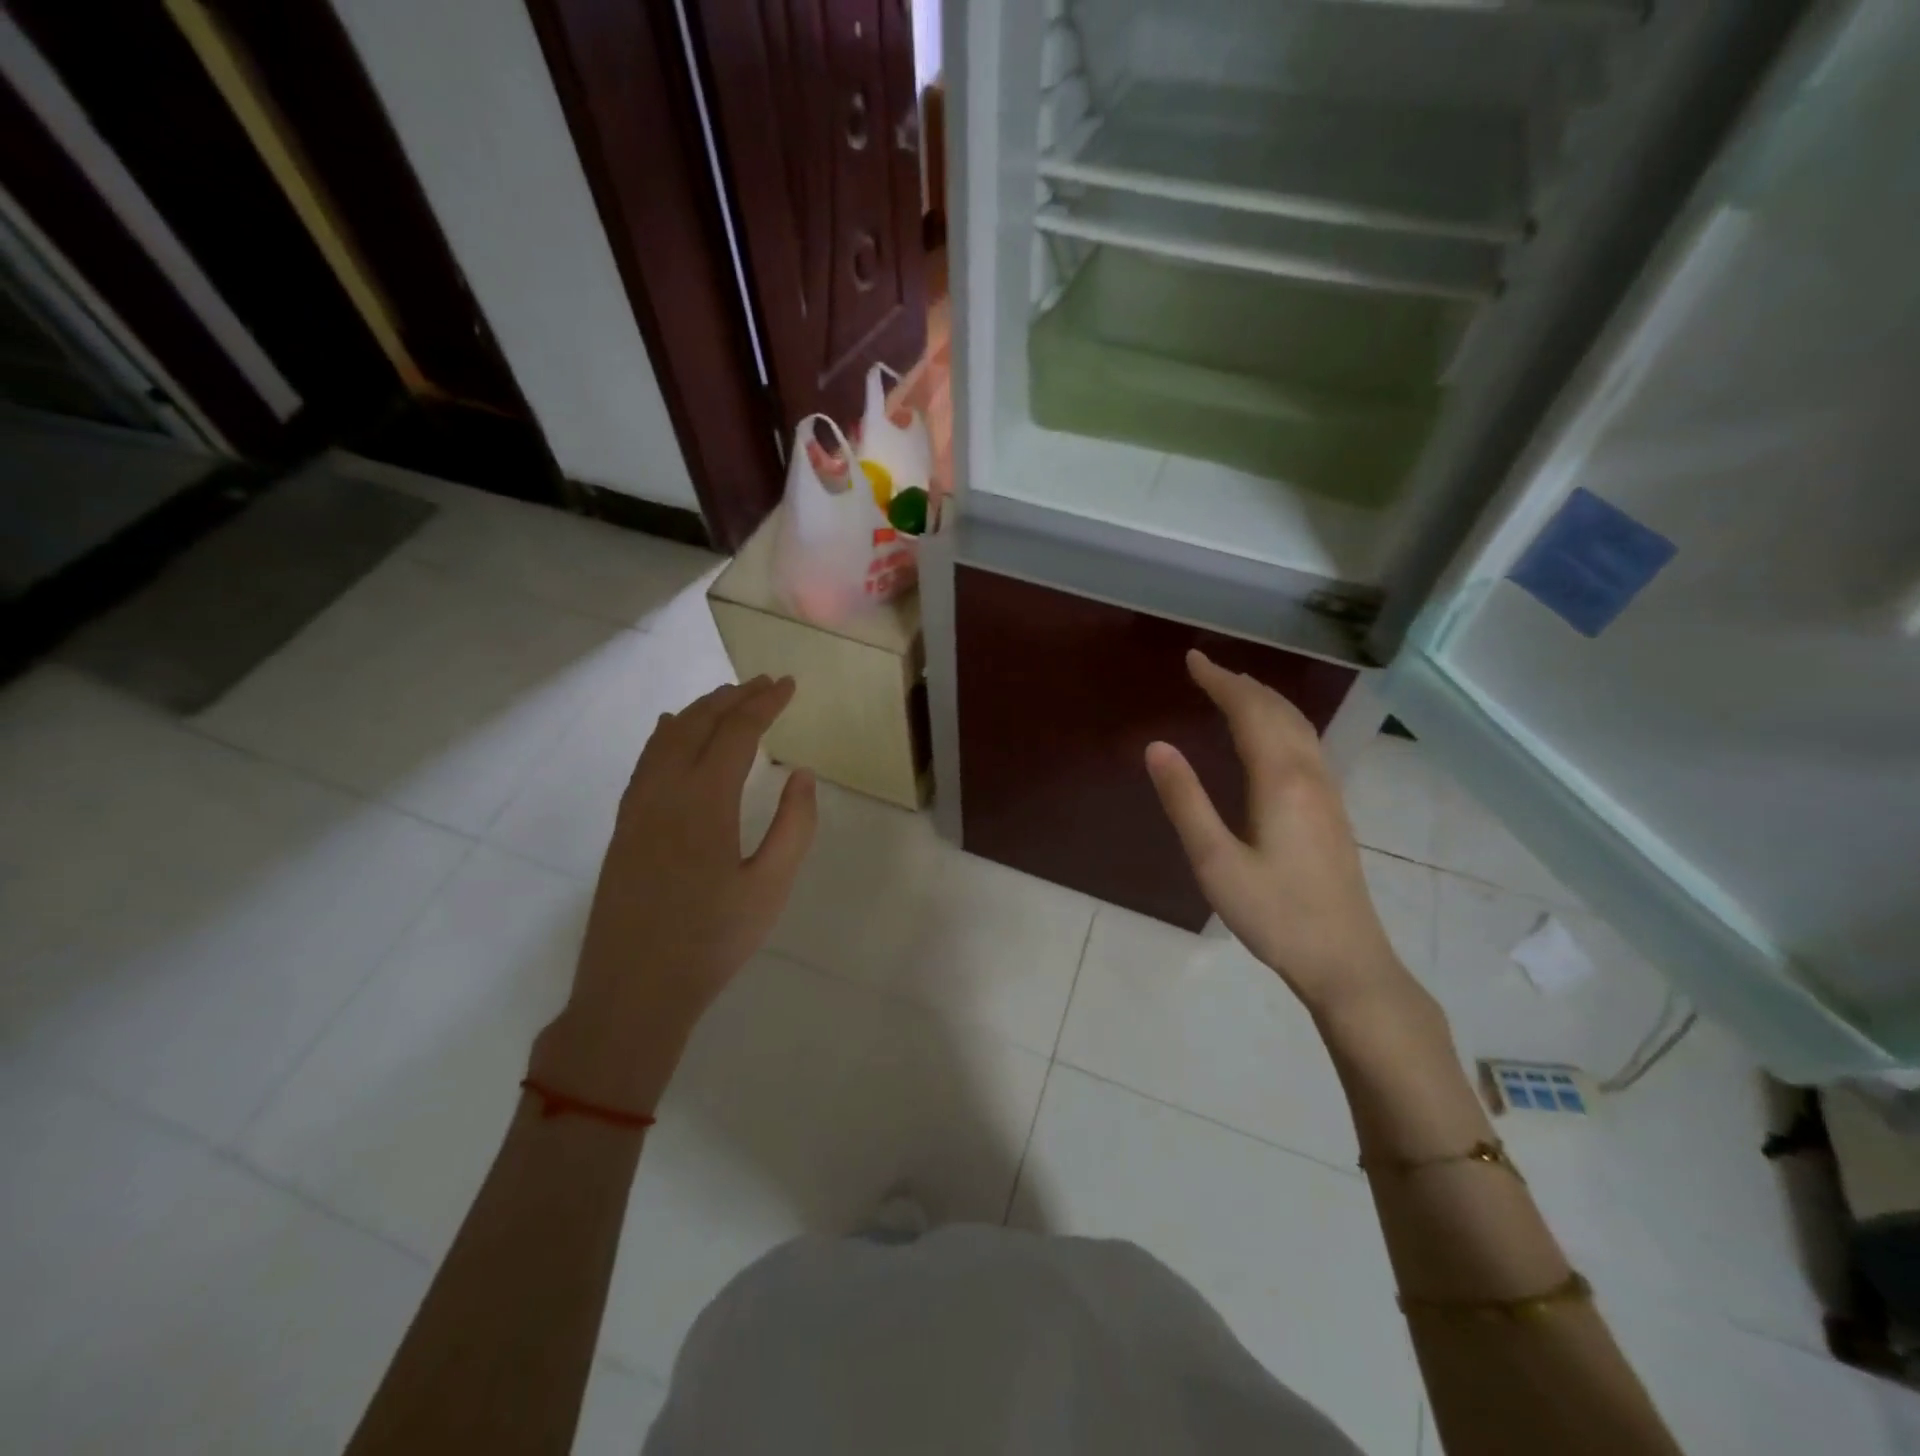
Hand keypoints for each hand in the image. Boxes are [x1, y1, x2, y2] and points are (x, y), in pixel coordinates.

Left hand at [531, 677, 817, 1113]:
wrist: (633, 992)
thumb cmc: (712, 942)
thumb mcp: (771, 888)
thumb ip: (795, 826)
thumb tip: (802, 774)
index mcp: (705, 802)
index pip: (737, 732)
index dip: (764, 703)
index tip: (788, 684)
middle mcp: (665, 792)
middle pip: (698, 725)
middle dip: (733, 697)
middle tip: (764, 683)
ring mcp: (637, 809)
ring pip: (666, 738)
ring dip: (699, 711)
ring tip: (726, 697)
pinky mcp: (623, 828)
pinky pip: (645, 762)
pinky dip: (665, 735)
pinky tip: (671, 731)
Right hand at [1145, 650, 1423, 1024]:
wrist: (1345, 960)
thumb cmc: (1274, 914)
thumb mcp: (1215, 862)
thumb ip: (1185, 801)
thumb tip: (1157, 746)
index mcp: (1281, 779)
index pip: (1249, 711)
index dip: (1220, 681)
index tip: (1192, 658)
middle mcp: (1310, 773)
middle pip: (1278, 711)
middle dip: (1241, 684)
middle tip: (1206, 669)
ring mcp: (1327, 791)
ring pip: (1298, 725)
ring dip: (1264, 700)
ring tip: (1234, 690)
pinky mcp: (1332, 810)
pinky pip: (1305, 744)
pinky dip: (1280, 722)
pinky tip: (1270, 737)